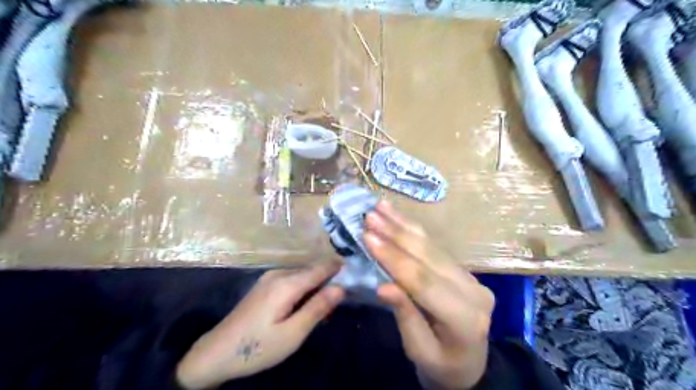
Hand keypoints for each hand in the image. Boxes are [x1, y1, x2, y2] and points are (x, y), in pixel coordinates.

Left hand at [177, 262, 344, 389]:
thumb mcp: (293, 333)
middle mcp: (279, 273)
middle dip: (328, 281)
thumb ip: (318, 308)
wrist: (216, 352)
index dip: (339, 268)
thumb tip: (341, 287)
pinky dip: (304, 289)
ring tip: (322, 309)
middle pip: (313, 269)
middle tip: (337, 303)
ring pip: (303, 274)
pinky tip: (304, 306)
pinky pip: (293, 279)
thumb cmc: (258, 347)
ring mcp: (270, 277)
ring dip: (316, 287)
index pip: (321, 267)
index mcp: (287, 283)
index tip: (355, 274)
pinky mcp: (265, 284)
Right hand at [364, 201, 493, 389]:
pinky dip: (414, 230)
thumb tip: (383, 285)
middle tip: (370, 216)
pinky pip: (436, 247)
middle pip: (429, 257)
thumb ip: (405, 316)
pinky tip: (399, 217)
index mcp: (466, 319)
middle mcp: (473, 291)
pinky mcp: (463, 271)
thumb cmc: (442, 366)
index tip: (368, 237)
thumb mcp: (419, 351)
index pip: (423, 282)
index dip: (394, 258)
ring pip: (433, 246)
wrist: (470, 364)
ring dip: (404, 225)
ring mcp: (471, 277)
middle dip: (396, 234)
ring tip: (381, 207)